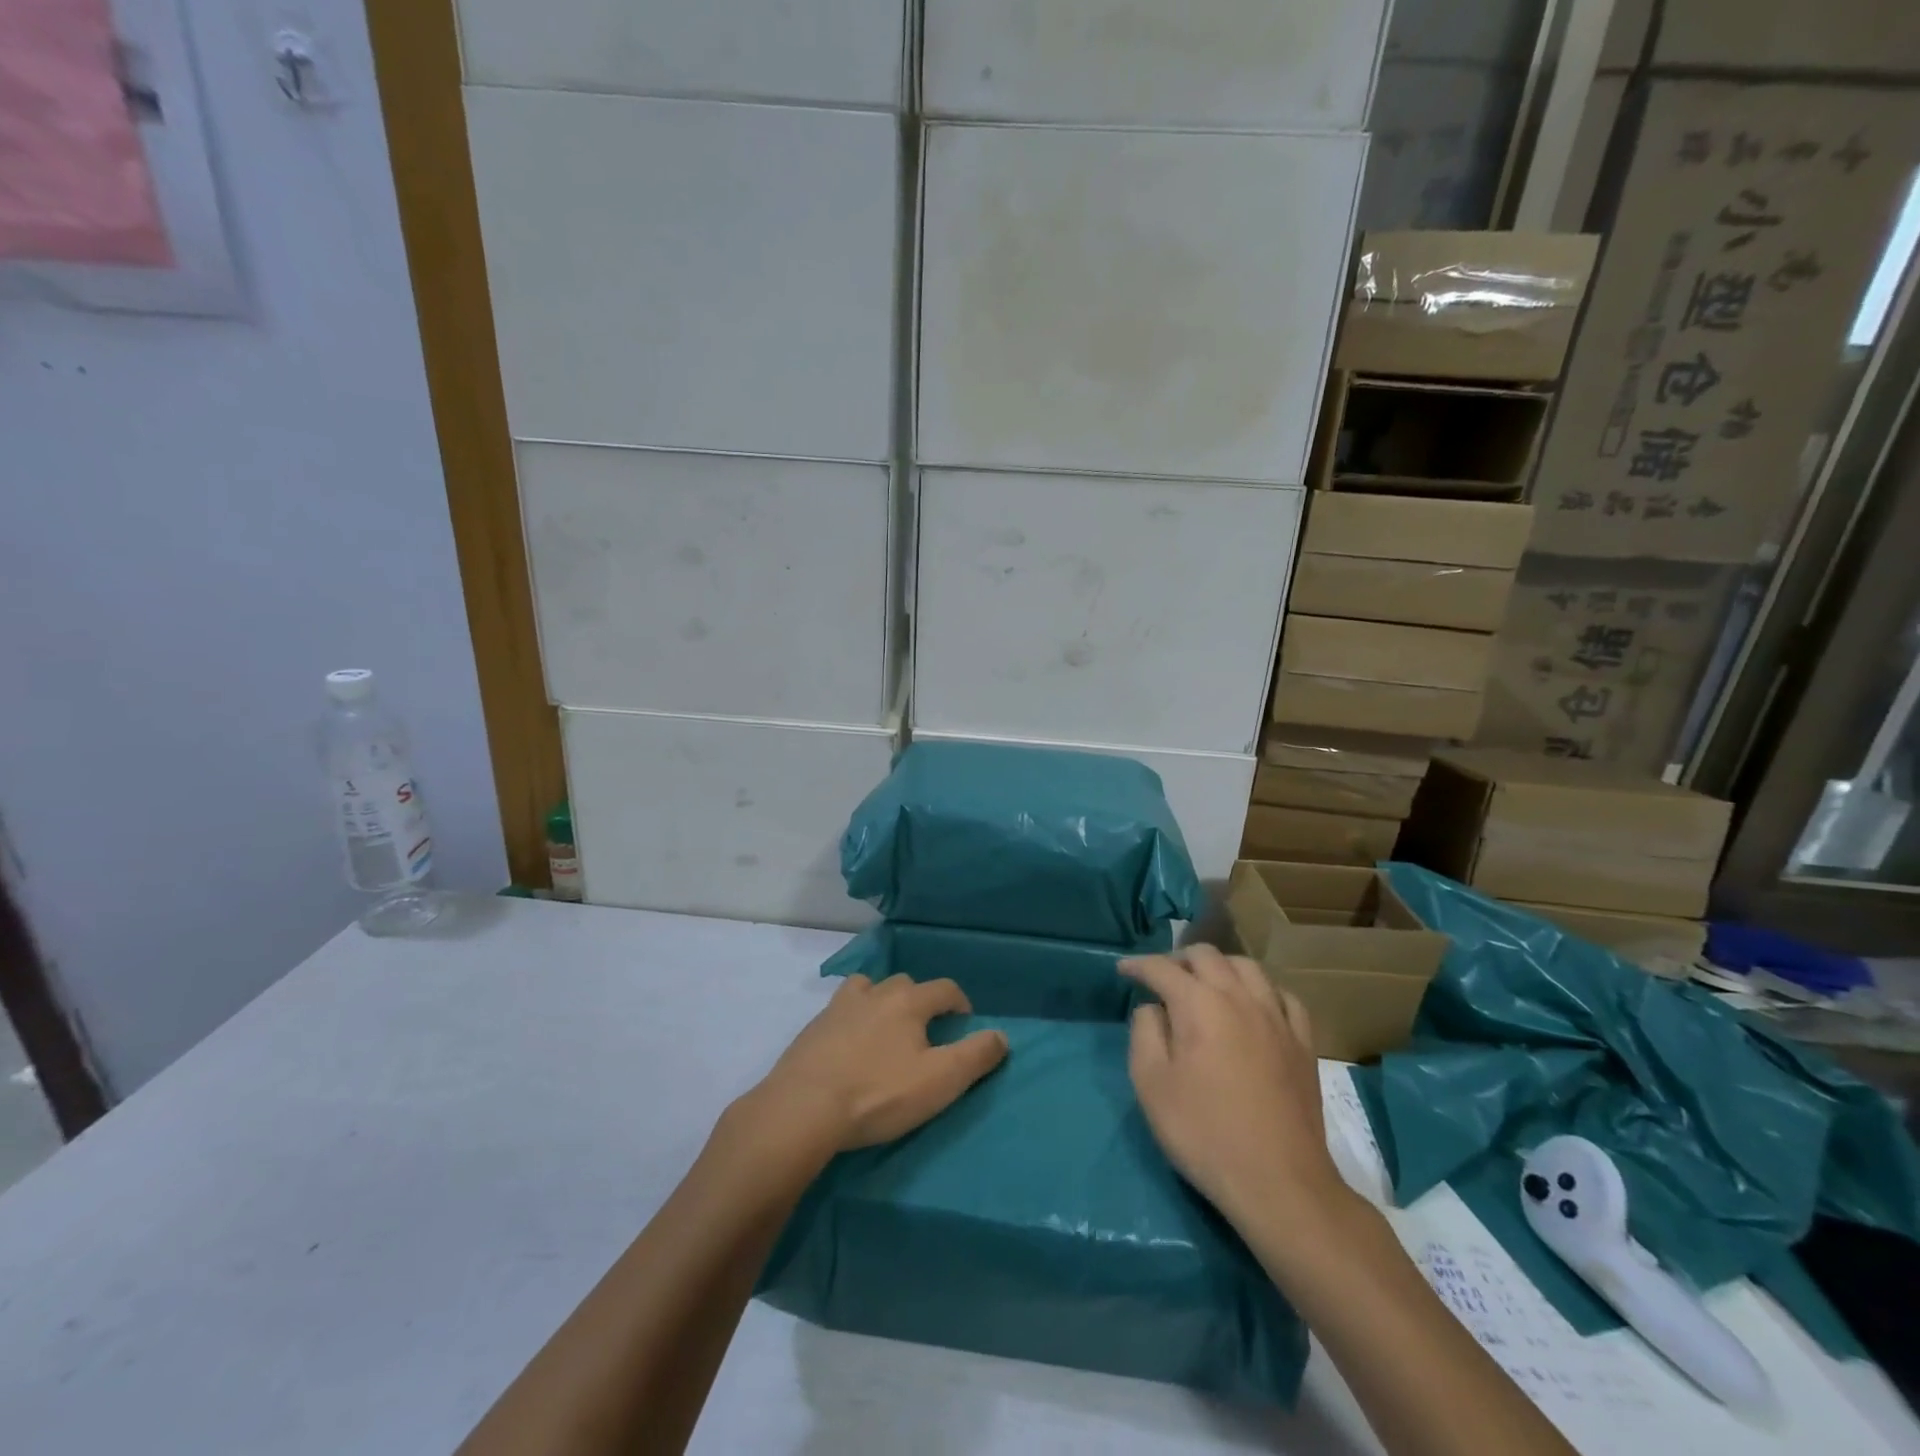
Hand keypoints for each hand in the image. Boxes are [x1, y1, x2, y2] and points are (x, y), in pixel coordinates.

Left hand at [747, 975, 1008, 1155]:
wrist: (803, 1108)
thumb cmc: (878, 1093)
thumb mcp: (939, 1081)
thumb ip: (975, 1056)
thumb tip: (1001, 1036)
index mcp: (908, 1002)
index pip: (944, 988)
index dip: (960, 1002)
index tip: (965, 1023)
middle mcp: (874, 993)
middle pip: (905, 983)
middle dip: (920, 1000)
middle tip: (924, 1031)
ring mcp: (838, 1008)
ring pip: (867, 988)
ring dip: (881, 1000)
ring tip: (885, 1029)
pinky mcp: (812, 1028)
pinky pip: (839, 1010)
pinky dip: (852, 1018)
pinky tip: (849, 1045)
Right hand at [1122, 946, 1346, 1231]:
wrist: (1279, 1182)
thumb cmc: (1204, 1132)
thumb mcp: (1151, 1084)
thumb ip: (1144, 1033)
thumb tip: (1153, 1008)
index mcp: (1199, 1004)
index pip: (1162, 968)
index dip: (1139, 965)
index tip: (1122, 970)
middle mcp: (1239, 997)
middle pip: (1207, 956)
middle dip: (1179, 958)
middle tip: (1162, 976)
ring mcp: (1276, 1018)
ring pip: (1247, 967)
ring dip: (1220, 966)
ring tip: (1206, 983)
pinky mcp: (1303, 1043)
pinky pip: (1284, 997)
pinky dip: (1262, 989)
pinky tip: (1255, 1004)